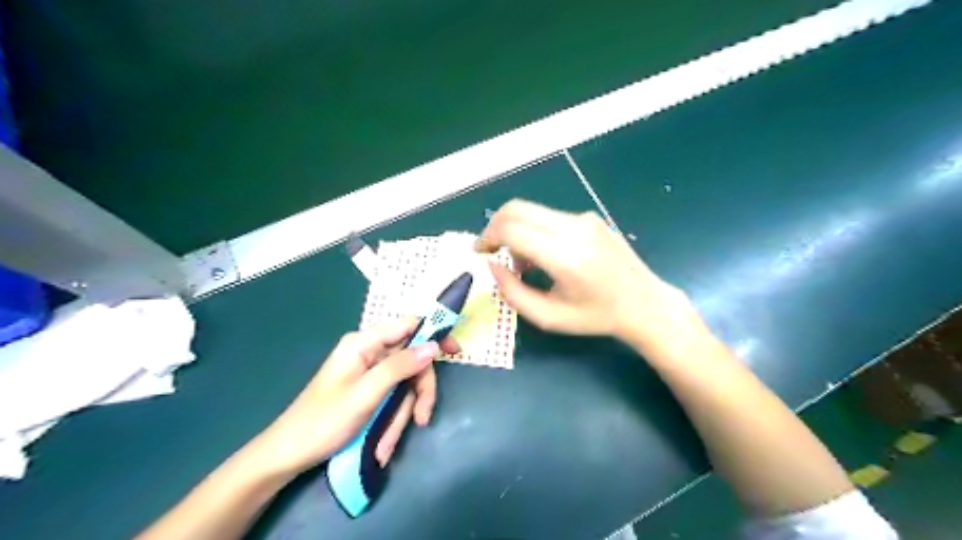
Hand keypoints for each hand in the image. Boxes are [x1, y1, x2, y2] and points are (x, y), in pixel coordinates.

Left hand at [251, 318, 462, 478]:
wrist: (288, 454)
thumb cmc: (324, 420)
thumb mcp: (367, 393)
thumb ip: (400, 366)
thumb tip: (433, 346)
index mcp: (364, 343)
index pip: (408, 325)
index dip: (434, 334)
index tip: (455, 352)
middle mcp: (369, 352)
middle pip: (411, 361)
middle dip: (417, 392)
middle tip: (422, 418)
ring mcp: (369, 373)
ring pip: (403, 385)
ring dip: (402, 415)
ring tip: (387, 445)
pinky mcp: (368, 391)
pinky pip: (392, 399)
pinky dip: (391, 421)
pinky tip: (381, 445)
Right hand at [476, 201, 694, 347]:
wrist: (644, 304)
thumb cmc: (595, 317)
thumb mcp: (549, 318)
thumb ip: (513, 292)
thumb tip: (492, 264)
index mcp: (565, 256)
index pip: (512, 229)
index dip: (488, 237)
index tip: (480, 252)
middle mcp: (574, 228)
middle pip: (517, 209)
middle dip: (495, 227)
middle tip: (491, 251)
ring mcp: (584, 219)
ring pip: (532, 211)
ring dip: (516, 231)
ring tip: (525, 265)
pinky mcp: (590, 218)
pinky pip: (549, 217)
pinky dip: (535, 231)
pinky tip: (545, 257)